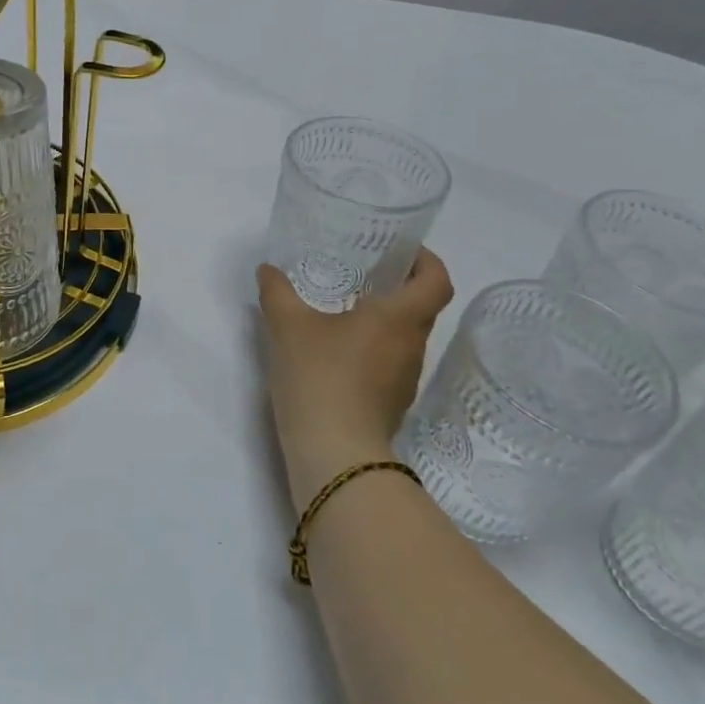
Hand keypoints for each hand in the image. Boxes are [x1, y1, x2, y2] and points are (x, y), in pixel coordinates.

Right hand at [257, 250, 454, 512]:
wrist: (334, 453)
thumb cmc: (320, 376)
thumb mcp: (288, 326)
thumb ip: (277, 292)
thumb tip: (267, 269)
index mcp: (400, 318)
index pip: (437, 280)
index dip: (427, 260)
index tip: (402, 250)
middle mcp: (412, 345)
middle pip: (422, 307)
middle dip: (398, 286)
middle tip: (363, 271)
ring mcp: (405, 378)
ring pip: (405, 336)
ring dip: (385, 318)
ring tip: (347, 307)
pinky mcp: (391, 402)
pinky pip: (390, 361)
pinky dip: (373, 346)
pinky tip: (338, 348)